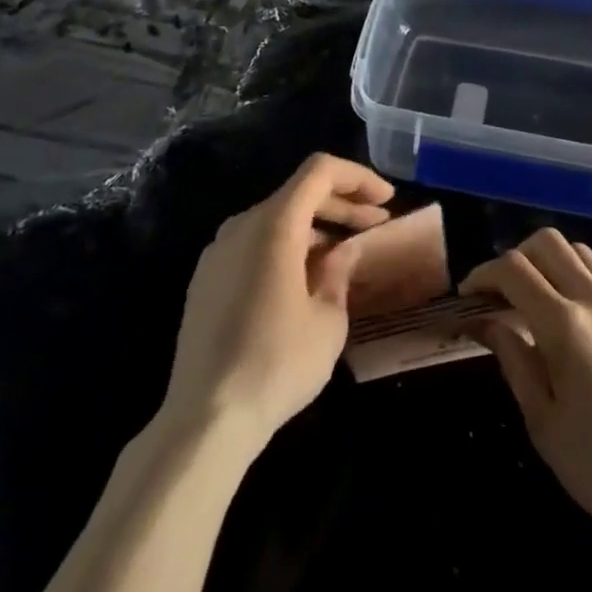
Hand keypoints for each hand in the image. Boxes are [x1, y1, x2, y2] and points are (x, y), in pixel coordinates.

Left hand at [161, 153, 393, 452]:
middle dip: (342, 203)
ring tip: (345, 254)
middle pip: (298, 193)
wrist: (205, 419)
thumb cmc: (276, 364)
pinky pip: (254, 244)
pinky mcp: (206, 279)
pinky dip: (286, 247)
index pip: (320, 172)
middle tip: (376, 222)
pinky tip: (305, 279)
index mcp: (274, 224)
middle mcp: (242, 224)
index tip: (387, 199)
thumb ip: (338, 273)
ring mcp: (218, 251)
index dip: (358, 177)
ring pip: (276, 219)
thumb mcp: (328, 320)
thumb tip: (340, 253)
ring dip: (315, 227)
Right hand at [460, 228, 591, 557]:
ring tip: (535, 299)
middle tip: (500, 293)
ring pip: (578, 251)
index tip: (468, 297)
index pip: (513, 269)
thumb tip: (490, 322)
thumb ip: (514, 361)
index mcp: (566, 325)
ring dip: (548, 262)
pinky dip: (576, 279)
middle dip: (514, 257)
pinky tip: (572, 321)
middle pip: (547, 242)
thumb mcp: (544, 424)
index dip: (483, 274)